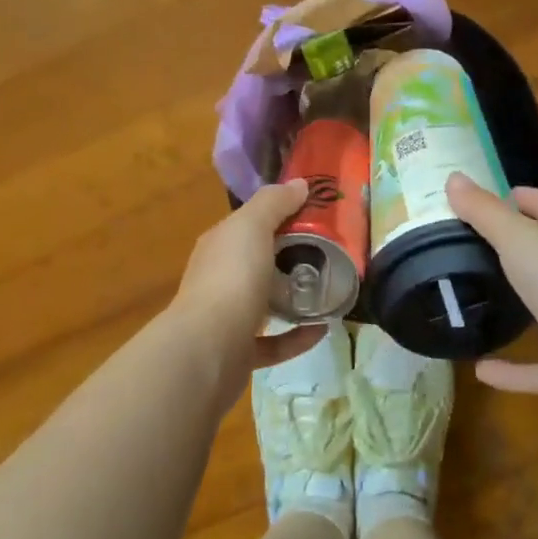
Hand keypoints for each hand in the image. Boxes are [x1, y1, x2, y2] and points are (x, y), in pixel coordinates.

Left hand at [171, 180, 324, 369]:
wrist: (208, 350)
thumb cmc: (231, 279)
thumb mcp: (252, 227)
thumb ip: (274, 203)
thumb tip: (299, 184)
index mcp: (220, 246)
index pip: (249, 224)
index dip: (279, 215)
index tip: (317, 215)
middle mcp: (219, 279)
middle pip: (257, 263)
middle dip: (289, 258)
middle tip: (329, 253)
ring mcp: (227, 319)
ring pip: (263, 304)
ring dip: (293, 299)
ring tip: (328, 290)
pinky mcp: (240, 354)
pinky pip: (274, 343)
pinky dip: (298, 336)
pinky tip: (322, 330)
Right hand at [445, 173, 537, 418]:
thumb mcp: (516, 236)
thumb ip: (484, 211)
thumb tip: (453, 177)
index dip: (532, 199)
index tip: (504, 194)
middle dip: (521, 251)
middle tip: (476, 245)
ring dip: (517, 308)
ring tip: (477, 302)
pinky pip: (532, 369)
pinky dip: (508, 370)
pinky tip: (477, 368)